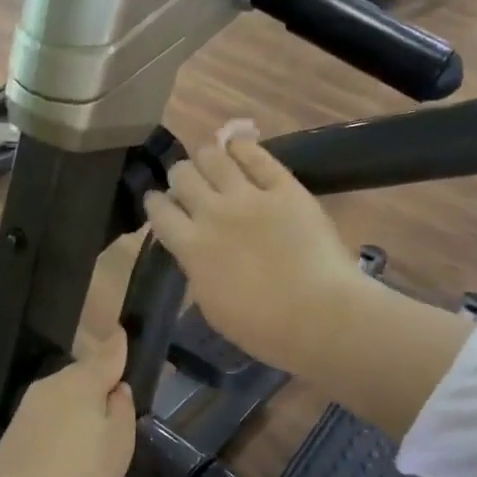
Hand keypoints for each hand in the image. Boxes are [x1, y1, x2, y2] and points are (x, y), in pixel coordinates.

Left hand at [0, 334, 136, 476]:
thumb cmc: (79, 474)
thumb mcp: (119, 443)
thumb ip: (123, 409)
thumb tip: (118, 388)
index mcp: (83, 381)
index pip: (107, 355)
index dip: (118, 345)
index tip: (122, 331)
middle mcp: (53, 383)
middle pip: (84, 374)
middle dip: (99, 381)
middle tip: (117, 398)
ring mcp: (30, 405)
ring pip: (64, 394)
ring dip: (80, 403)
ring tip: (95, 425)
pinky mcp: (15, 429)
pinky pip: (49, 414)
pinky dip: (62, 421)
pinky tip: (68, 441)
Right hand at [143, 132, 369, 377]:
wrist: (320, 316)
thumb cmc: (264, 328)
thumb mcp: (213, 306)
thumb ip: (198, 270)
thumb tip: (196, 252)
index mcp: (192, 247)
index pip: (159, 211)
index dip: (156, 202)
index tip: (160, 202)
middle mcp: (213, 213)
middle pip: (181, 175)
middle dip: (180, 176)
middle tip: (190, 185)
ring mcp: (249, 196)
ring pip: (212, 156)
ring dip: (208, 158)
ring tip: (215, 165)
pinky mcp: (284, 187)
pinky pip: (256, 155)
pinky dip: (243, 148)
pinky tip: (239, 149)